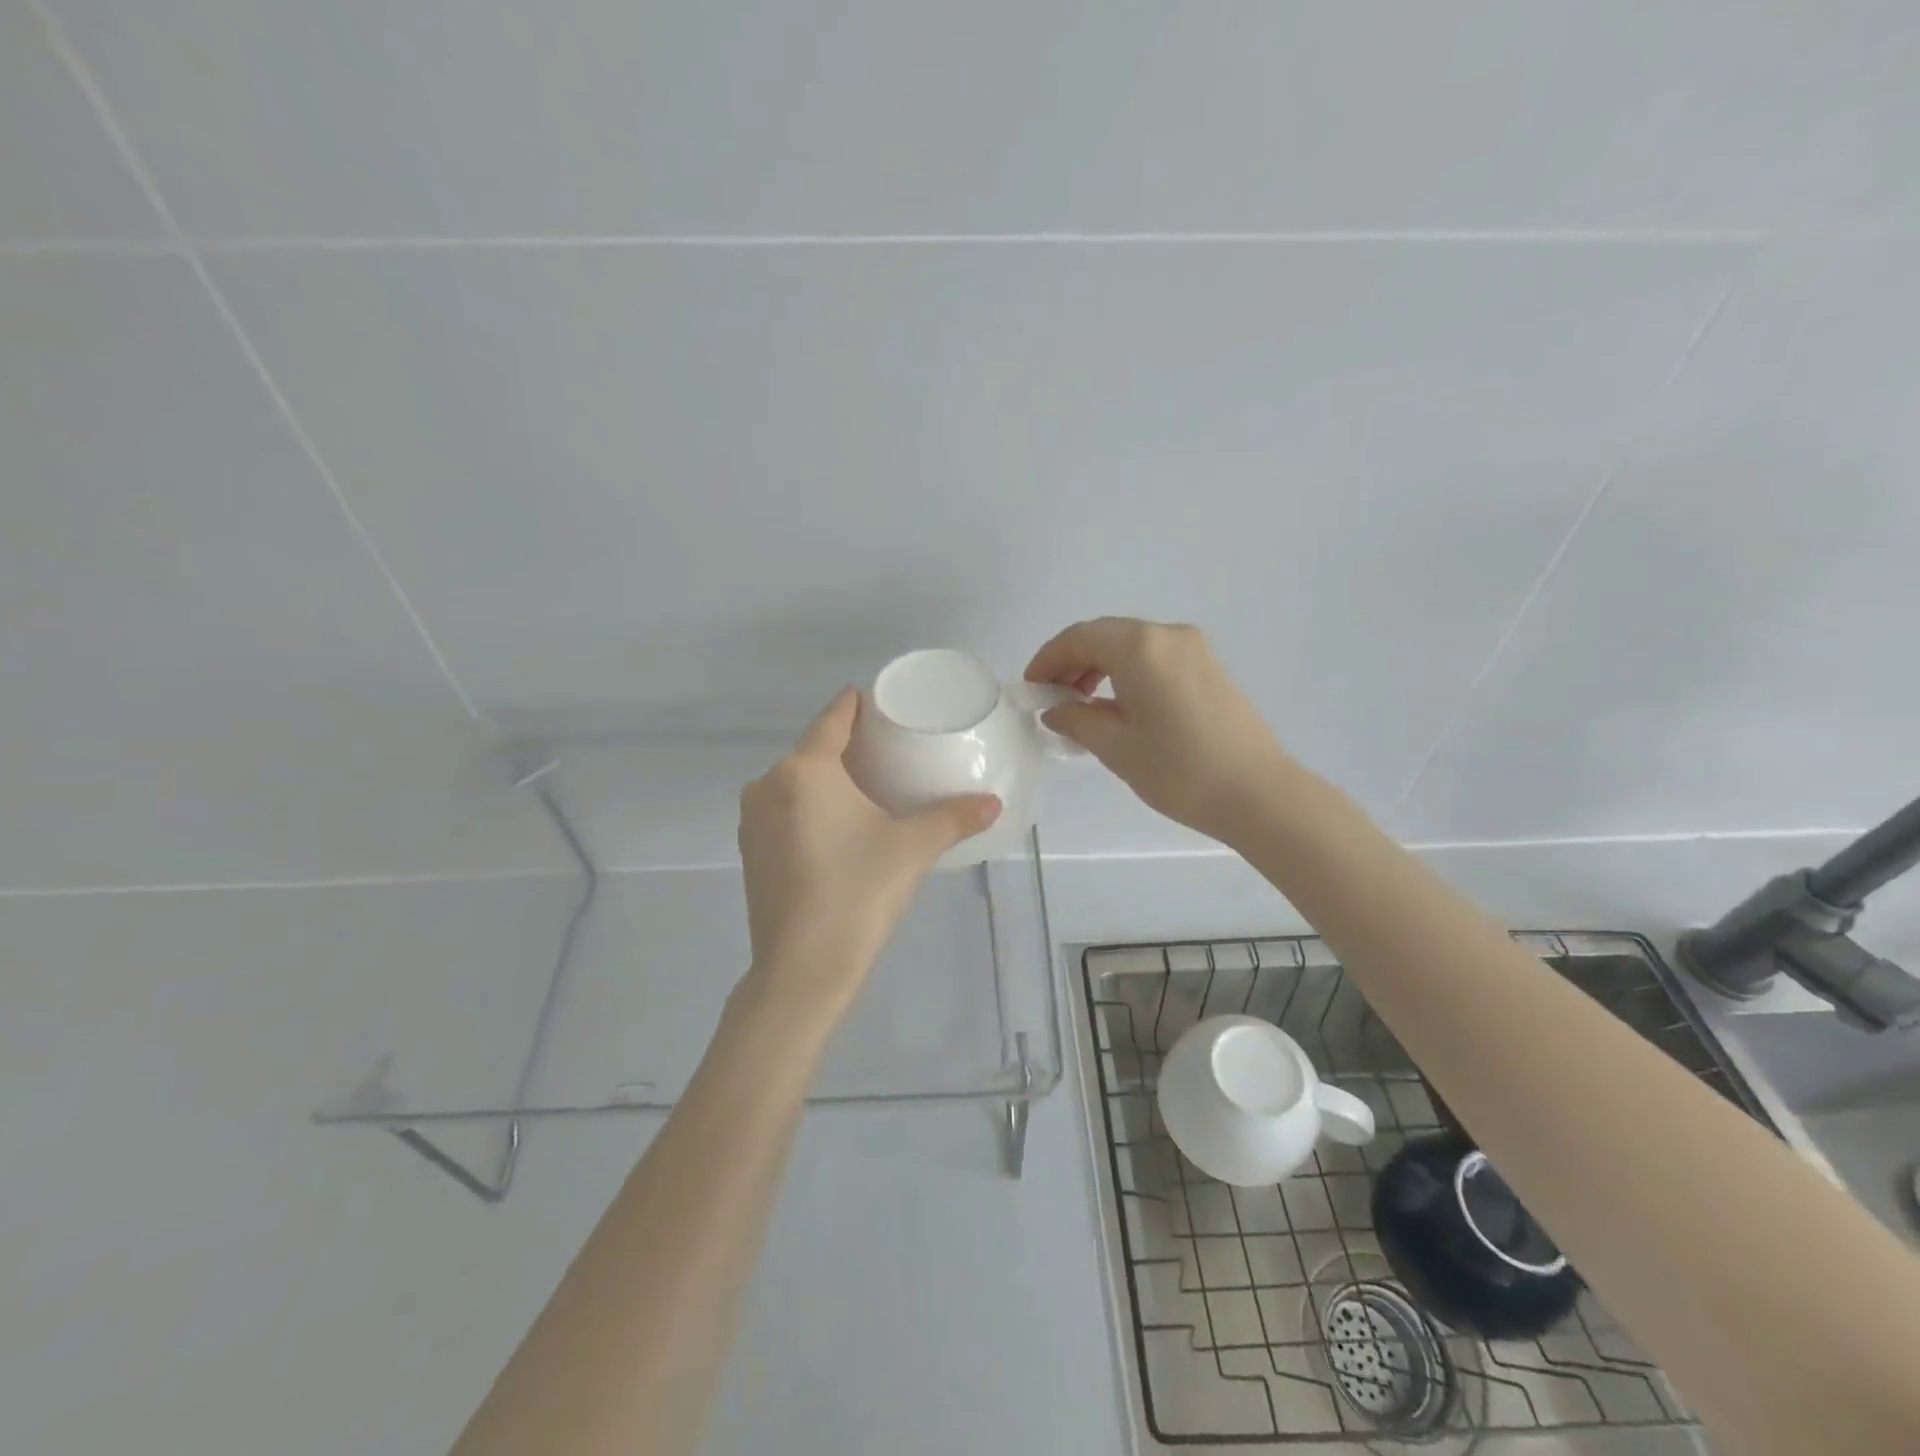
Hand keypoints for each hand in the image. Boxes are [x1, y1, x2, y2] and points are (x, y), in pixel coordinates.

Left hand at [737, 689, 1001, 1022]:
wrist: (802, 970)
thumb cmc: (858, 893)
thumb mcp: (912, 849)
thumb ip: (954, 818)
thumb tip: (995, 803)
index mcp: (804, 769)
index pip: (833, 716)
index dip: (859, 705)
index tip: (885, 706)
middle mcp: (768, 783)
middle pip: (813, 747)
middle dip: (848, 745)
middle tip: (891, 752)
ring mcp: (752, 818)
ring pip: (795, 780)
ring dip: (826, 777)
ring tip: (868, 788)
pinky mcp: (748, 849)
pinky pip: (782, 808)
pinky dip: (808, 805)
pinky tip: (837, 825)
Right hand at [1025, 617, 1290, 845]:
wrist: (1258, 794)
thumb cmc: (1179, 770)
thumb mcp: (1115, 747)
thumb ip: (1076, 719)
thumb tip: (1056, 709)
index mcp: (1139, 647)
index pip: (1078, 638)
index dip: (1047, 660)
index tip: (1030, 689)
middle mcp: (1167, 634)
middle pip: (1104, 635)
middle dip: (1071, 662)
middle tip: (1052, 698)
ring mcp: (1193, 648)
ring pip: (1130, 645)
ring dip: (1098, 666)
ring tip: (1081, 705)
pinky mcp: (1208, 666)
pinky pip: (1154, 657)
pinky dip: (1126, 672)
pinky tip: (1118, 706)